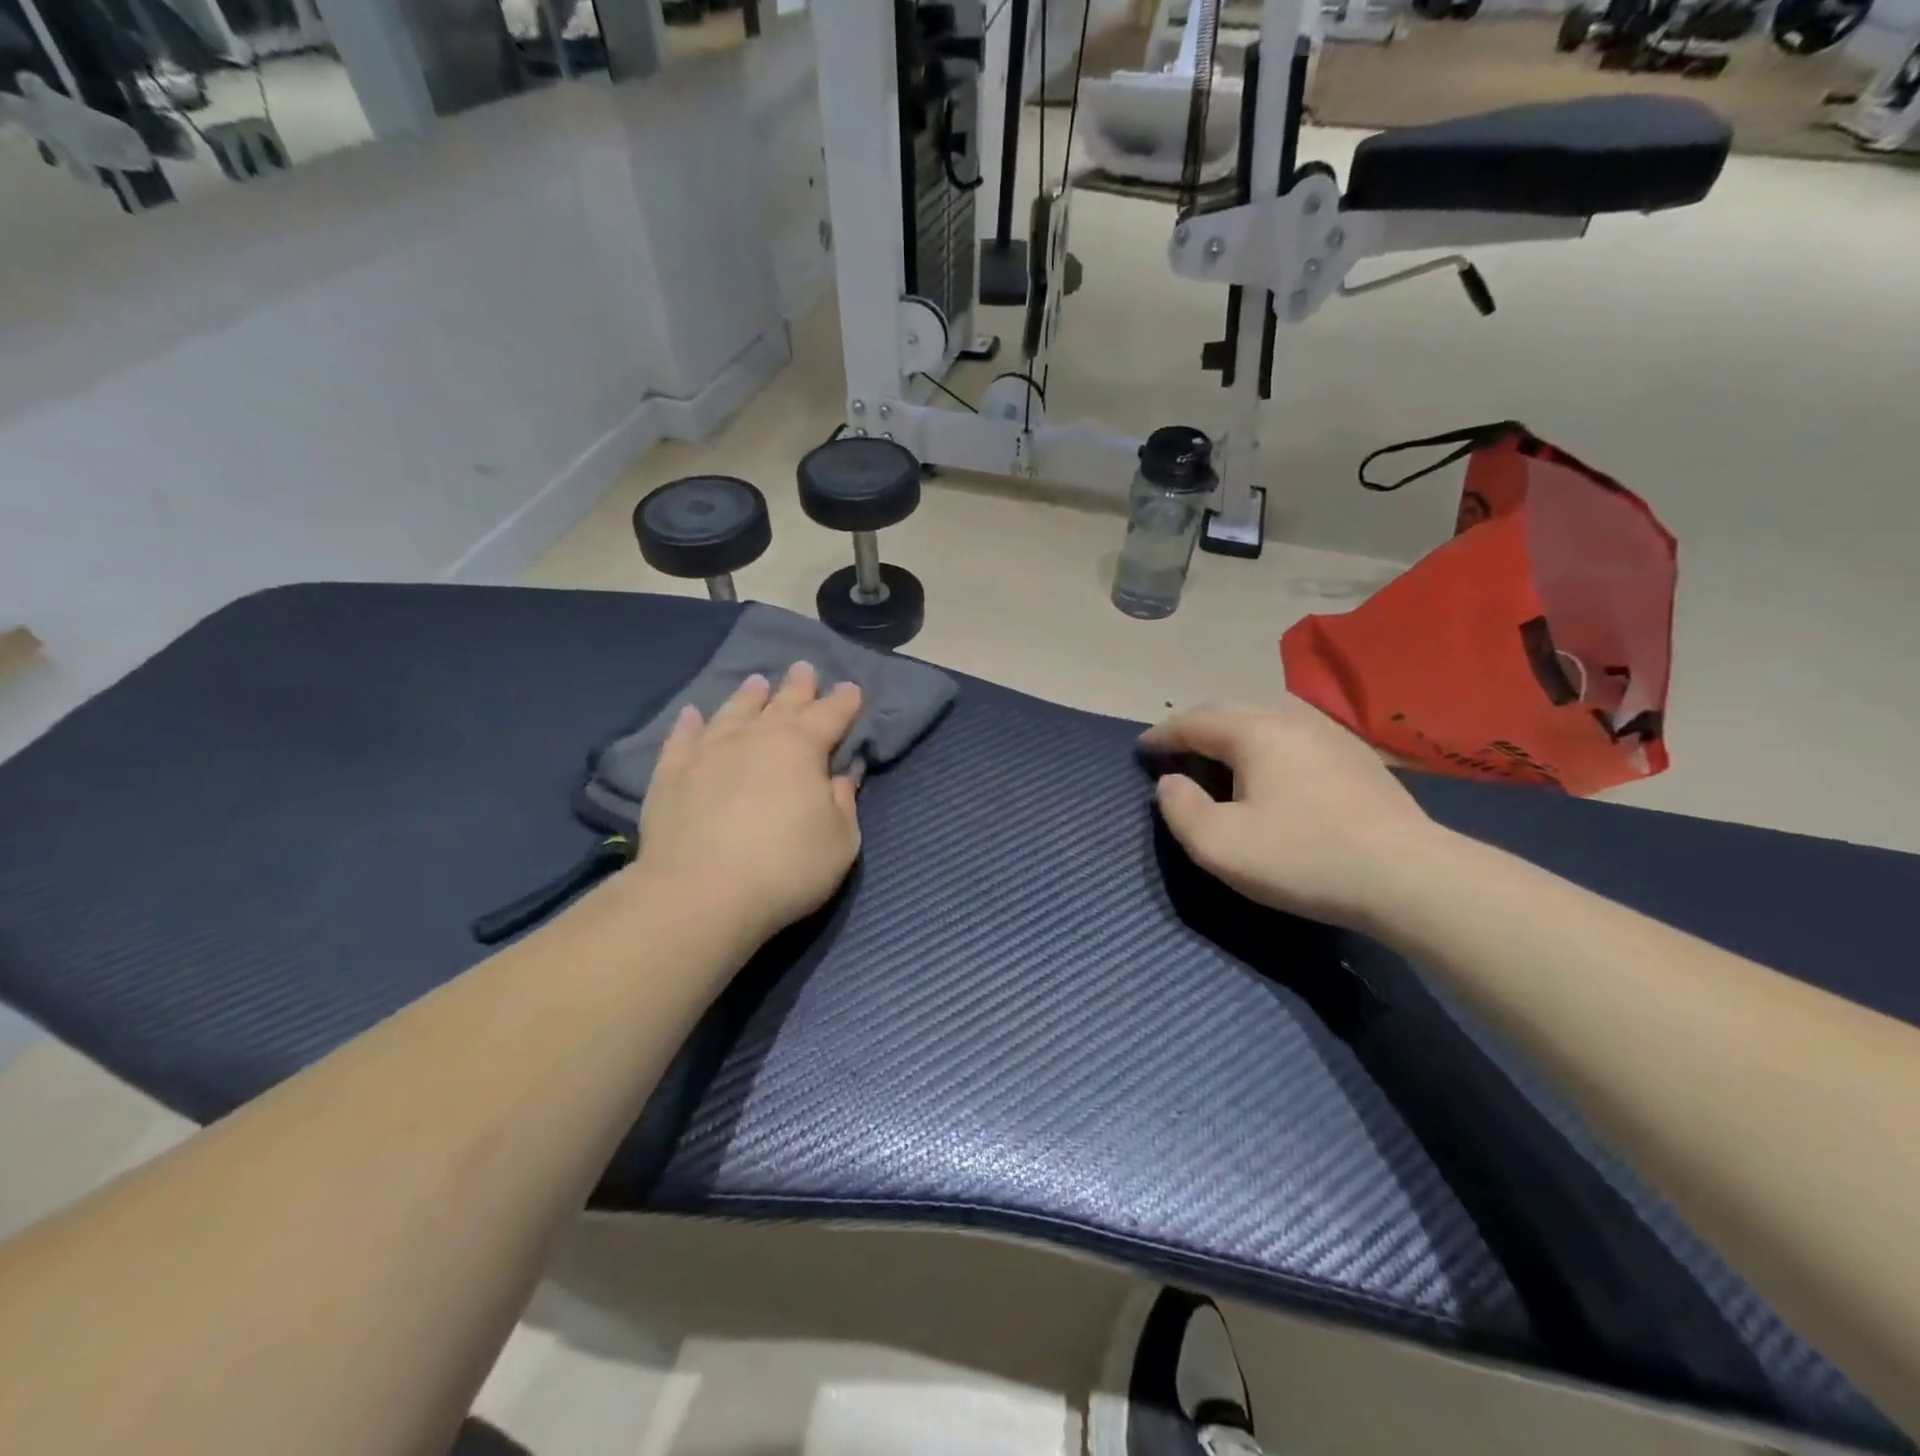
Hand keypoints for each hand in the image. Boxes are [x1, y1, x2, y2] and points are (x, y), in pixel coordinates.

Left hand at [635, 663, 863, 948]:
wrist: (701, 894)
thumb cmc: (786, 868)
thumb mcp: (840, 840)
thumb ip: (844, 801)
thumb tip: (845, 772)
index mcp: (801, 748)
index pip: (831, 715)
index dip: (845, 701)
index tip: (852, 689)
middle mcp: (755, 737)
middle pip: (782, 703)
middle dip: (798, 686)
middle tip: (804, 667)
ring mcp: (709, 751)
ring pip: (733, 711)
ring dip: (748, 695)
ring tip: (757, 681)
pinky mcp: (671, 773)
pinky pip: (682, 738)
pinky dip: (689, 723)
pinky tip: (692, 714)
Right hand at [1140, 698, 1440, 931]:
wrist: (1408, 876)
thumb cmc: (1302, 856)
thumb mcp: (1219, 844)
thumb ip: (1180, 809)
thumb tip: (1170, 783)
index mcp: (1254, 732)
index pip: (1194, 721)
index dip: (1163, 735)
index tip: (1141, 748)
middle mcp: (1291, 719)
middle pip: (1230, 710)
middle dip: (1195, 726)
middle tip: (1174, 747)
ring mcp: (1331, 734)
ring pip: (1266, 718)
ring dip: (1232, 731)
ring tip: (1217, 754)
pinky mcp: (1357, 757)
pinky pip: (1294, 735)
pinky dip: (1265, 743)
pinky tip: (1271, 768)